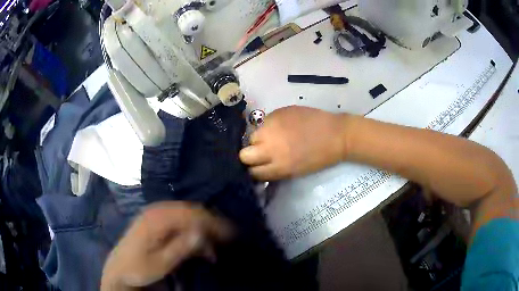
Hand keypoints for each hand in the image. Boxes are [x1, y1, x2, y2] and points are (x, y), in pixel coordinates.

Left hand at [101, 202, 232, 290]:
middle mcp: (157, 210)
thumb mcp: (161, 263)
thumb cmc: (140, 268)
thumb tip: (203, 232)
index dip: (213, 223)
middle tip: (227, 238)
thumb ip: (181, 247)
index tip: (231, 234)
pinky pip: (178, 218)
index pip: (192, 215)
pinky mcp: (154, 219)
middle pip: (191, 211)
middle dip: (211, 224)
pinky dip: (191, 228)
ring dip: (202, 227)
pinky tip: (197, 241)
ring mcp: (154, 213)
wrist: (119, 269)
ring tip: (213, 244)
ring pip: (186, 213)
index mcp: (157, 219)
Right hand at [240, 106, 348, 180]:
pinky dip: (268, 126)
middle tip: (260, 152)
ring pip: (251, 136)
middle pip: (244, 154)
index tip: (256, 167)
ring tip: (270, 137)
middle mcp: (271, 147)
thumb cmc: (319, 157)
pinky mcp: (277, 113)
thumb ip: (275, 170)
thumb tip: (261, 168)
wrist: (336, 134)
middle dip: (250, 155)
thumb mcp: (295, 172)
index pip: (252, 172)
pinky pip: (263, 122)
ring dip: (258, 139)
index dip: (253, 171)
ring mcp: (272, 128)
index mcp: (279, 166)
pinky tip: (280, 126)